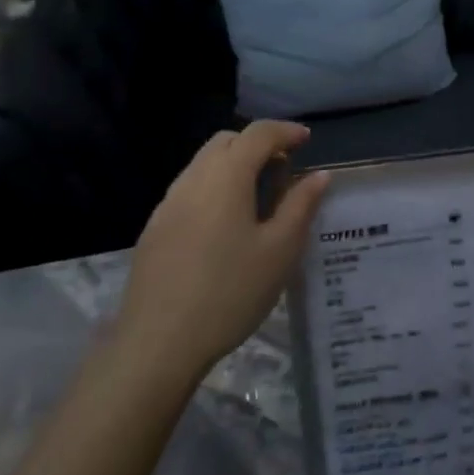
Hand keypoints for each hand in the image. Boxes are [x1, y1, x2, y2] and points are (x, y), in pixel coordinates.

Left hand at [113, 122, 329, 385]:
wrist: (158, 343)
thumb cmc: (229, 293)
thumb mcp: (280, 251)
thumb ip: (300, 206)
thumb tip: (319, 175)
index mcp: (226, 177)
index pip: (258, 134)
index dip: (285, 131)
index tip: (307, 140)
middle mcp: (193, 179)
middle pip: (227, 141)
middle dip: (257, 143)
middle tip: (283, 169)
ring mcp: (168, 203)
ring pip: (204, 163)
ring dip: (234, 164)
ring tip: (258, 196)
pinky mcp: (155, 228)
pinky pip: (189, 189)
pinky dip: (214, 187)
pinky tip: (226, 224)